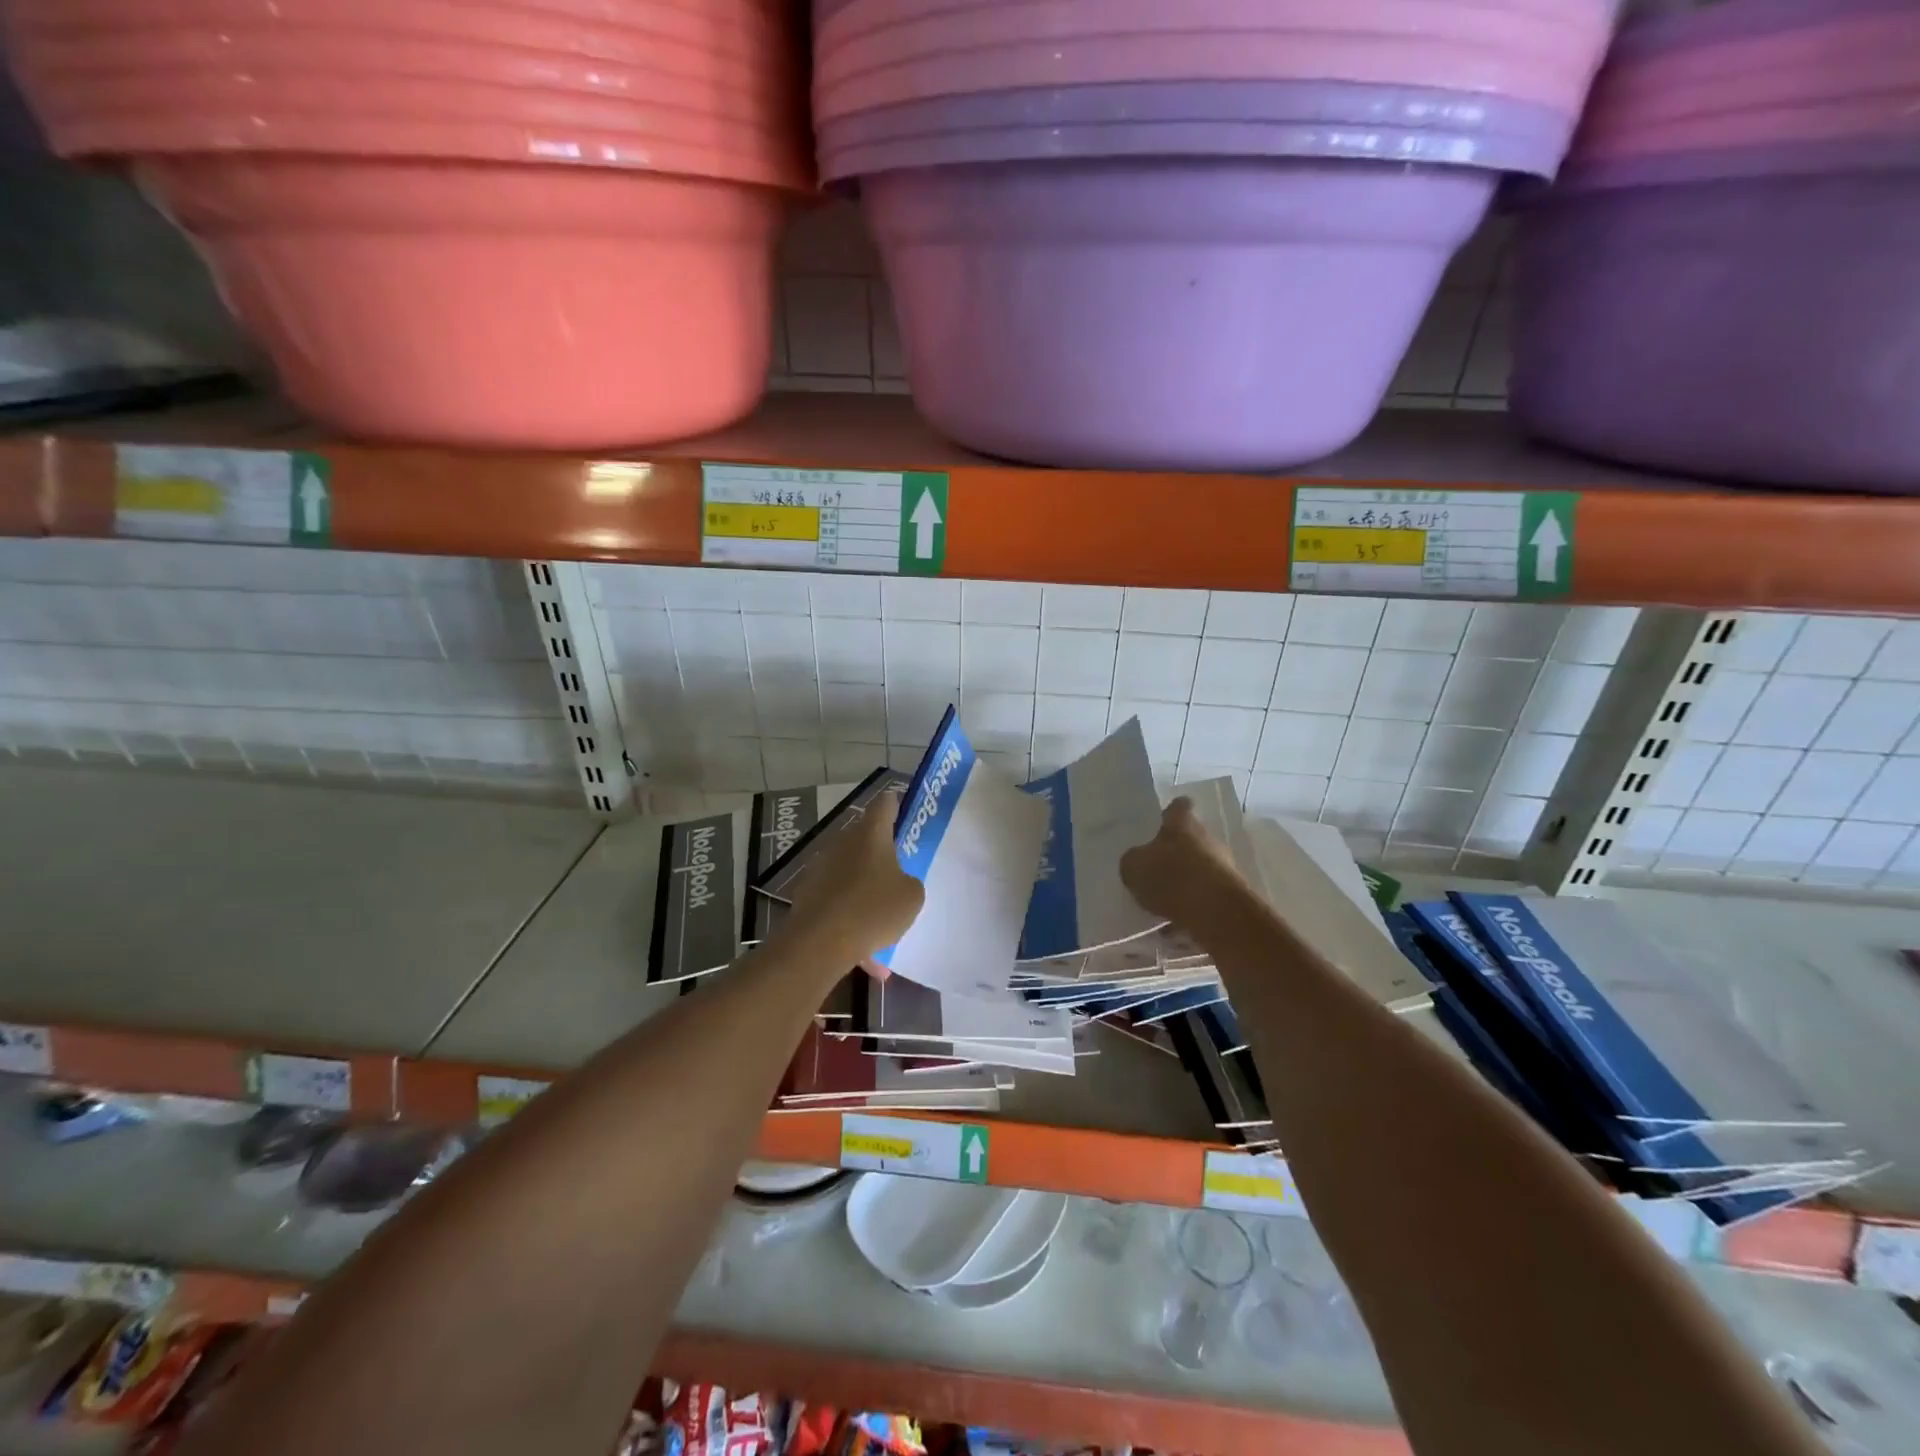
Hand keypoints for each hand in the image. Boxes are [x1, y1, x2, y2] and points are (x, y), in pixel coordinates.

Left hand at [780, 791, 924, 965]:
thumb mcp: (911, 897)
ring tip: (882, 922)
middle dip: (880, 852)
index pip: (884, 804)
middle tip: (897, 869)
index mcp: (871, 834)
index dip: (894, 805)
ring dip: (864, 888)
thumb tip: (898, 882)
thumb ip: (910, 883)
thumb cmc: (873, 909)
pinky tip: (864, 952)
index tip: (902, 813)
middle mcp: (843, 842)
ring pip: (850, 871)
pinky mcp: (807, 893)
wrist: (819, 942)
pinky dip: (849, 917)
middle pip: (864, 837)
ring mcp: (821, 867)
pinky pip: (837, 900)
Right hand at [1120, 798, 1248, 924]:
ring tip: (1161, 904)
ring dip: (1184, 883)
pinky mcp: (1231, 895)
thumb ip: (1134, 861)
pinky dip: (1191, 908)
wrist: (1217, 913)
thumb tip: (1138, 861)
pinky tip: (1173, 926)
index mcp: (1182, 824)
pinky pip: (1205, 898)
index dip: (1171, 813)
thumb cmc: (1171, 878)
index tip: (1163, 820)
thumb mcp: (1134, 867)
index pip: (1179, 807)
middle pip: (1191, 840)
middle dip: (1176, 853)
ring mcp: (1223, 867)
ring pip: (1199, 870)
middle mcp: (1207, 839)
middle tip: (1155, 869)